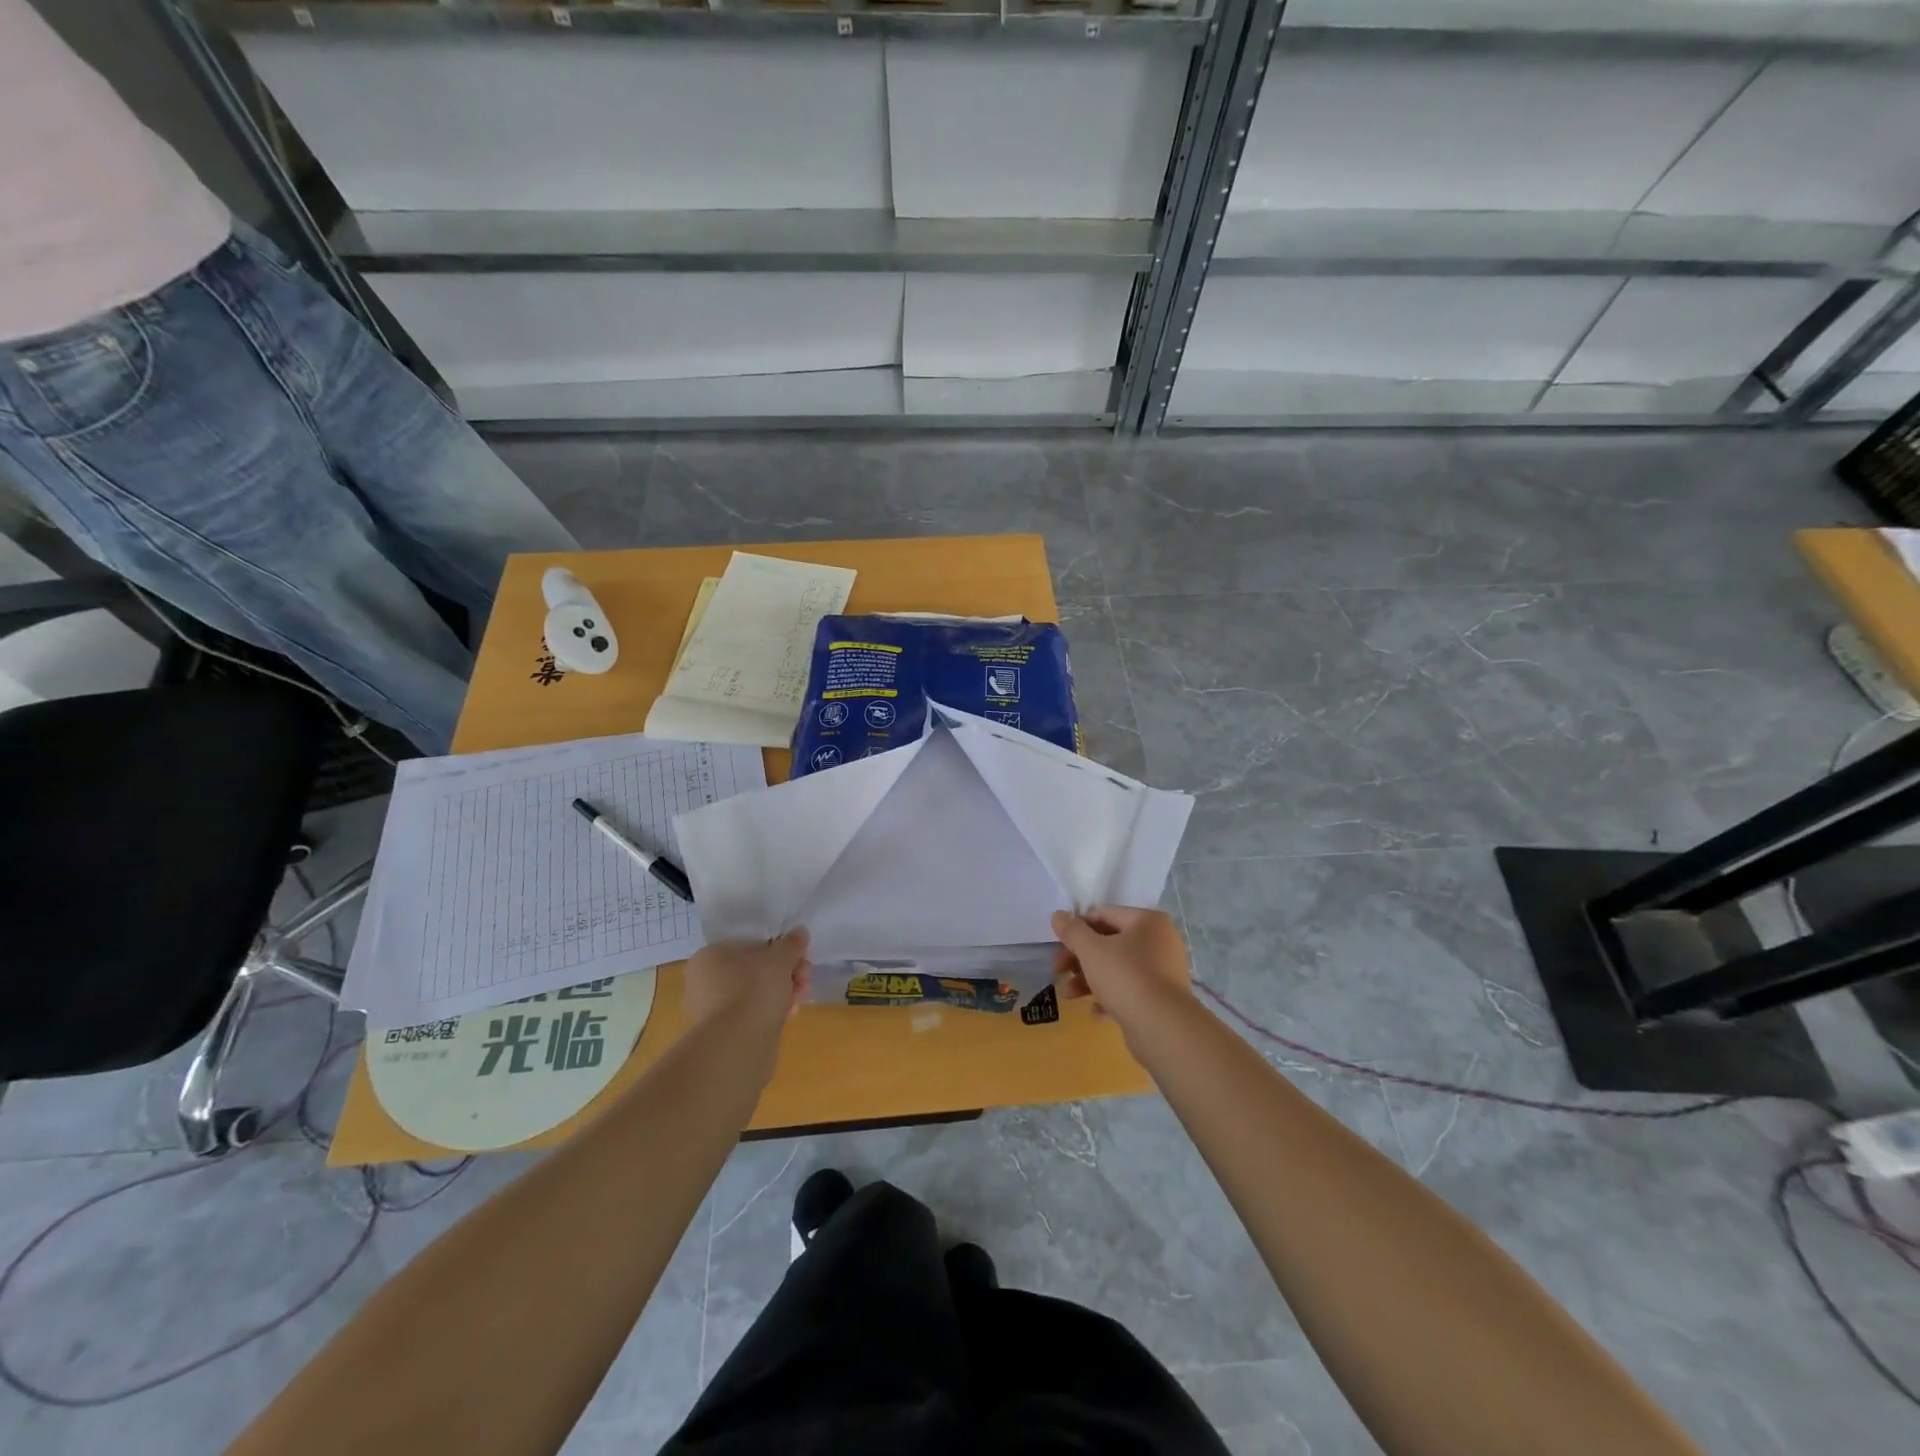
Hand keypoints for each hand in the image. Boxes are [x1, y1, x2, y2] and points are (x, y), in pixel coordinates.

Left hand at [683, 928, 811, 1031]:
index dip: (778, 949)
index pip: (749, 944)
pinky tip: (789, 1015)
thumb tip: (799, 932)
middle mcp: (704, 981)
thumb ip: (791, 944)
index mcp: (710, 956)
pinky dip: (771, 1012)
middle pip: (754, 969)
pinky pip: (752, 1014)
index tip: (798, 958)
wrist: (738, 1046)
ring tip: (801, 997)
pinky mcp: (725, 1033)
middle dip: (785, 973)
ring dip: (782, 992)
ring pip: (755, 993)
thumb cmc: (754, 990)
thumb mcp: (780, 959)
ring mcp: (713, 1010)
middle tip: (804, 977)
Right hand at [1051, 906, 1193, 1032]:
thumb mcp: (1091, 950)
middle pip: (1109, 943)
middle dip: (1079, 958)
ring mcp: (1162, 971)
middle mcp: (1159, 941)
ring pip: (1117, 968)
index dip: (1077, 928)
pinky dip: (1110, 997)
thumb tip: (1057, 915)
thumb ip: (1072, 931)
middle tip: (1057, 970)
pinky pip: (1130, 991)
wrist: (1163, 1028)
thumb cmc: (1125, 977)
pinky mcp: (1161, 998)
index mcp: (1147, 921)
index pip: (1104, 915)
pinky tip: (1096, 1012)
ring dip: (1088, 980)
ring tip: (1068, 995)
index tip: (1058, 945)